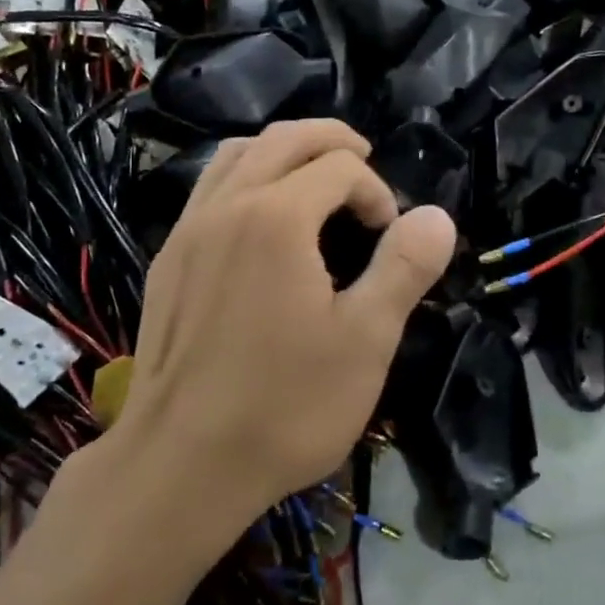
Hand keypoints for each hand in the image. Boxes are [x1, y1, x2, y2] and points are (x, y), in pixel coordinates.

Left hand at [115, 120, 455, 536]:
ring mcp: (187, 231)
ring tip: (313, 177)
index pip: (340, 167)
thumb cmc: (284, 406)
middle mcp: (226, 206)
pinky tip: (260, 222)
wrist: (181, 465)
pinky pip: (209, 190)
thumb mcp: (365, 340)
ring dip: (282, 152)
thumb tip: (437, 216)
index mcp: (277, 216)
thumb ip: (404, 267)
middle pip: (282, 139)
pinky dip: (244, 179)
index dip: (377, 191)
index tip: (390, 239)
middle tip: (363, 157)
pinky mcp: (167, 261)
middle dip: (331, 141)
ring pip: (236, 156)